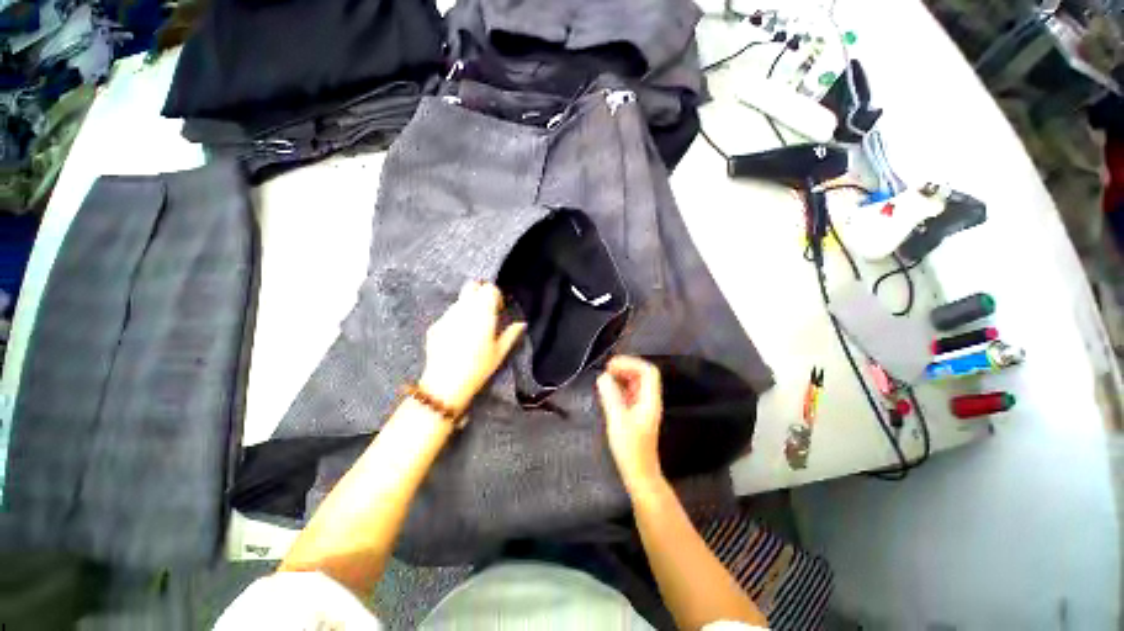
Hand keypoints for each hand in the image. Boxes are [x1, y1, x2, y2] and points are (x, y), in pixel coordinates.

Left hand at [419, 281, 525, 413]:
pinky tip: (457, 337)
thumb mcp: (500, 351)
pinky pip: (448, 314)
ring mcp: (447, 315)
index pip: (489, 288)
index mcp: (483, 312)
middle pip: (472, 286)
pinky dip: (455, 318)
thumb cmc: (479, 367)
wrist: (446, 382)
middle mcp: (464, 308)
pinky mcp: (435, 325)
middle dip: (480, 292)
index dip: (496, 295)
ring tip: (471, 326)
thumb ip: (511, 334)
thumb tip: (521, 324)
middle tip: (485, 310)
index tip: (498, 308)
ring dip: (467, 306)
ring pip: (459, 300)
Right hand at [597, 356, 663, 489]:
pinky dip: (619, 387)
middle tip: (607, 369)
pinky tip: (608, 390)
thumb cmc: (631, 449)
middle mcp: (649, 400)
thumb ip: (611, 396)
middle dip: (625, 367)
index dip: (631, 363)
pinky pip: (629, 392)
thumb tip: (603, 377)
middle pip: (642, 374)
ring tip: (606, 377)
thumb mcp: (618, 420)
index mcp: (650, 400)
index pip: (648, 371)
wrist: (639, 473)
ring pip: (635, 383)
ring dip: (621, 376)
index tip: (612, 365)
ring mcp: (643, 406)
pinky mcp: (636, 413)